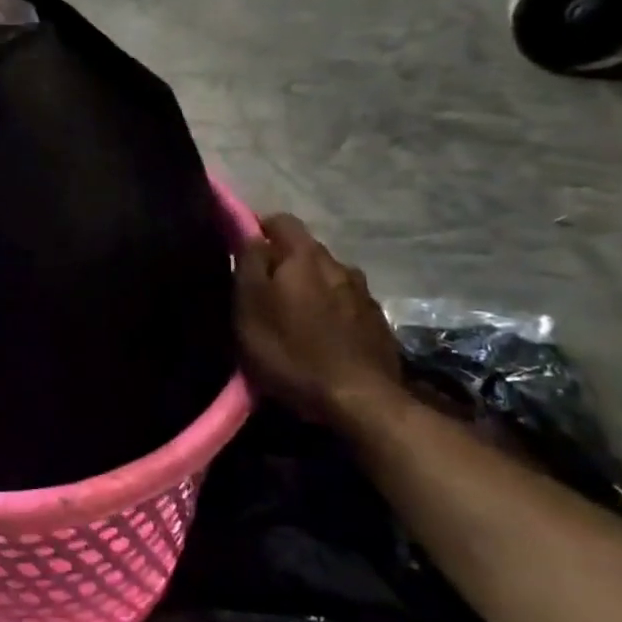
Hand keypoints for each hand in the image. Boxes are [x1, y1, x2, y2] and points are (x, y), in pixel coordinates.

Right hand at [237, 214, 404, 427]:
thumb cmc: (292, 352)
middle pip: (305, 250)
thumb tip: (251, 236)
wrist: (360, 401)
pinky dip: (331, 312)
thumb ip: (249, 264)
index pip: (280, 220)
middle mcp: (339, 264)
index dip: (257, 230)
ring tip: (295, 318)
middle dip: (284, 263)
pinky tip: (323, 338)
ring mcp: (364, 294)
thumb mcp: (250, 308)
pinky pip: (346, 305)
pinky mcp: (378, 323)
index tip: (242, 254)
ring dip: (310, 288)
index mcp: (305, 256)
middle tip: (264, 292)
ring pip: (328, 278)